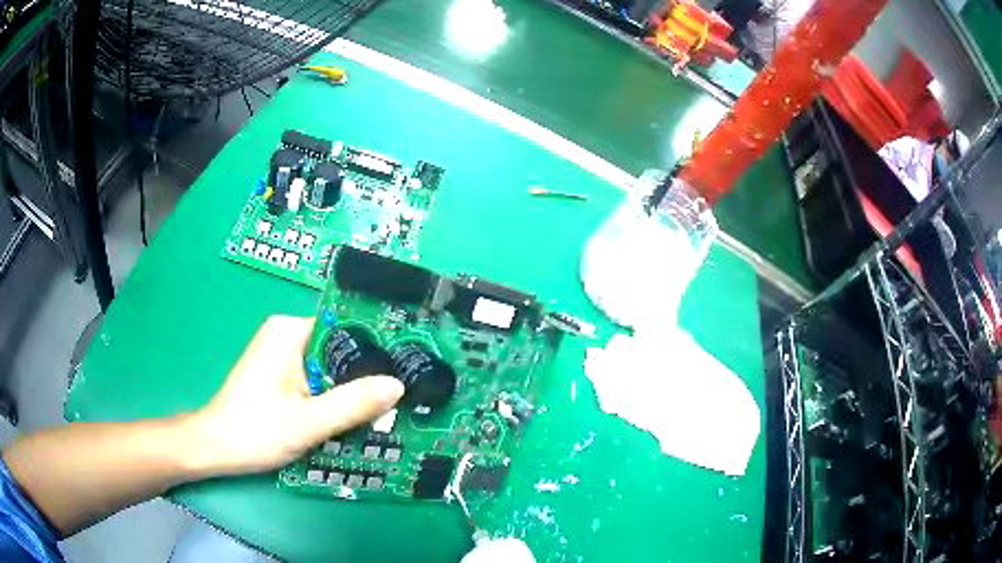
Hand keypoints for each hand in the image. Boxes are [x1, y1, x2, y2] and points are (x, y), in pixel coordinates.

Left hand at [185, 315, 403, 476]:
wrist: (217, 448)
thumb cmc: (255, 430)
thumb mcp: (309, 422)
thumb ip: (353, 403)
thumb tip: (398, 385)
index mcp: (290, 331)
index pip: (345, 327)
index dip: (376, 348)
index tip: (404, 368)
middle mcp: (286, 334)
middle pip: (339, 349)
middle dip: (364, 376)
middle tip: (395, 401)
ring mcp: (281, 354)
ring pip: (329, 367)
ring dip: (349, 391)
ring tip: (381, 413)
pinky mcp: (279, 374)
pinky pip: (316, 379)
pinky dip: (332, 397)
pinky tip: (350, 418)